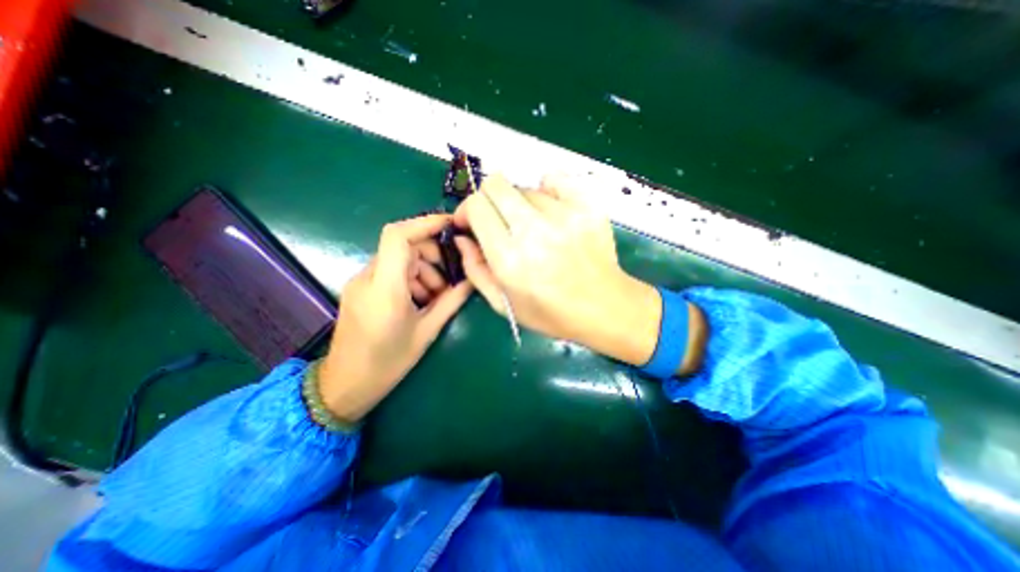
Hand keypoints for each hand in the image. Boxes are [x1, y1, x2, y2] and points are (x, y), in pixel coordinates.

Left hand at [317, 214, 470, 425]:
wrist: (345, 385)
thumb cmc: (388, 363)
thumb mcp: (427, 331)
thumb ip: (452, 301)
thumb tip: (473, 279)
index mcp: (385, 288)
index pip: (398, 236)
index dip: (425, 223)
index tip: (451, 225)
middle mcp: (368, 278)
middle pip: (403, 245)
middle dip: (432, 253)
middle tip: (451, 276)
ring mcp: (361, 282)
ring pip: (398, 258)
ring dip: (423, 269)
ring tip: (437, 296)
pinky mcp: (361, 288)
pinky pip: (390, 271)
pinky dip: (411, 278)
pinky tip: (421, 300)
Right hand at [453, 173, 662, 368]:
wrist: (604, 306)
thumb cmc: (550, 312)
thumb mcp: (503, 303)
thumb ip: (474, 269)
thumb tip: (462, 237)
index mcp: (510, 258)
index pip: (476, 206)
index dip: (468, 210)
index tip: (472, 223)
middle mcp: (534, 231)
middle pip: (496, 184)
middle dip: (488, 198)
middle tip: (498, 219)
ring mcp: (564, 215)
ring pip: (525, 187)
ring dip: (520, 204)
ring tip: (534, 227)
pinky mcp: (588, 206)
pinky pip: (555, 178)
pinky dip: (547, 188)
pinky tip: (551, 208)